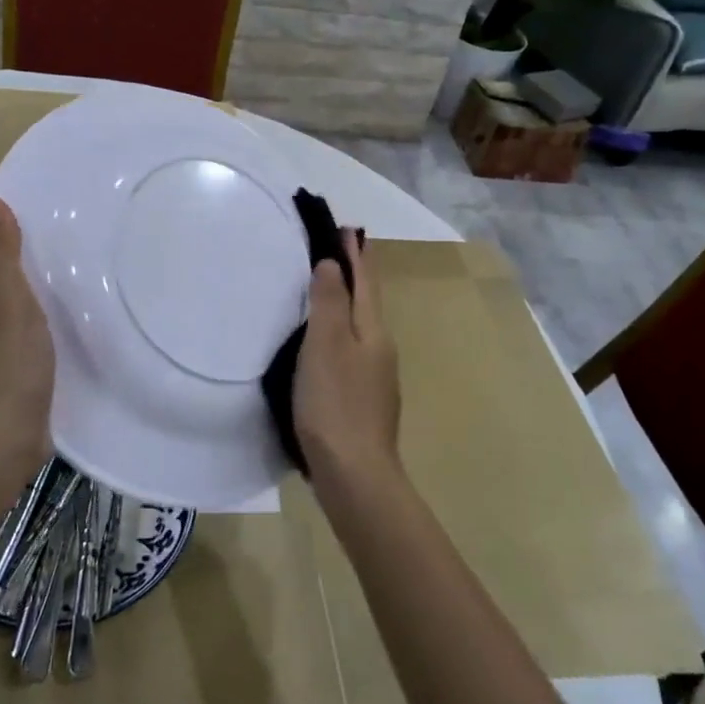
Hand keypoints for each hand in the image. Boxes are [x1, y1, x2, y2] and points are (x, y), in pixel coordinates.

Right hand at [293, 233, 400, 493]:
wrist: (354, 475)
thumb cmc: (335, 403)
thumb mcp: (326, 345)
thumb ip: (330, 302)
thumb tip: (333, 263)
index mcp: (373, 331)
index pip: (366, 282)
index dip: (357, 254)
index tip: (348, 228)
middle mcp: (380, 349)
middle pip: (366, 303)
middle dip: (354, 275)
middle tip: (336, 251)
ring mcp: (374, 378)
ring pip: (359, 329)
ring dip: (346, 304)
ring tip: (326, 291)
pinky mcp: (362, 402)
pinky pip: (350, 353)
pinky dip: (338, 335)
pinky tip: (323, 346)